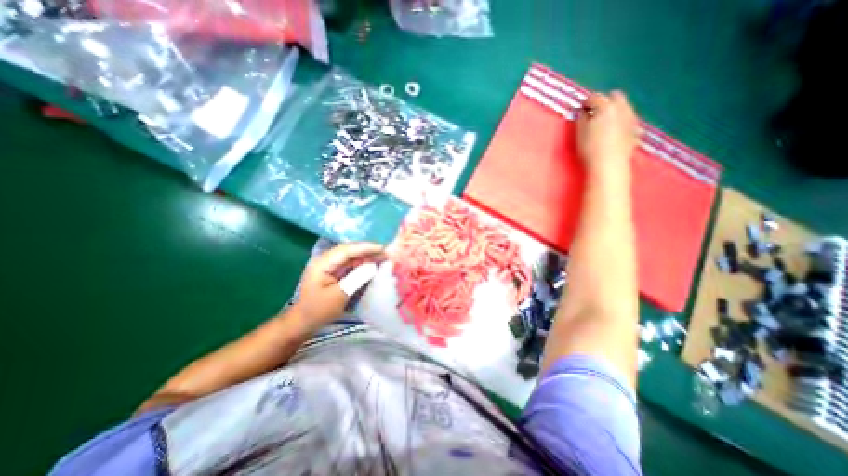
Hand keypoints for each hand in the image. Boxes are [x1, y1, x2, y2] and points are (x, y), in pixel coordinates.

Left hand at [292, 241, 383, 330]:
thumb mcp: (339, 296)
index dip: (365, 247)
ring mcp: (330, 265)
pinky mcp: (334, 271)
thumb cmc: (319, 310)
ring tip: (384, 257)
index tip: (382, 248)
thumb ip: (356, 279)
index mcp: (323, 263)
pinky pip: (351, 263)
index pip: (346, 250)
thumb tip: (373, 265)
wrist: (304, 322)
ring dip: (367, 256)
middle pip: (350, 250)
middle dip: (368, 250)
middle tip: (386, 252)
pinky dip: (363, 263)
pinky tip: (373, 264)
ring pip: (352, 256)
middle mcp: (326, 260)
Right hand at [580, 89, 639, 174]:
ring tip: (605, 121)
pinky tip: (616, 130)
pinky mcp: (636, 130)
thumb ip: (582, 119)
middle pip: (615, 96)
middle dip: (605, 101)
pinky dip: (623, 120)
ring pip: (625, 106)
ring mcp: (631, 118)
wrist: (608, 165)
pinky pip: (630, 119)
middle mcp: (622, 108)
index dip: (586, 103)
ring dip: (615, 110)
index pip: (594, 98)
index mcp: (605, 107)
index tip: (581, 109)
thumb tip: (584, 112)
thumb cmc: (589, 149)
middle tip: (595, 112)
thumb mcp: (580, 133)